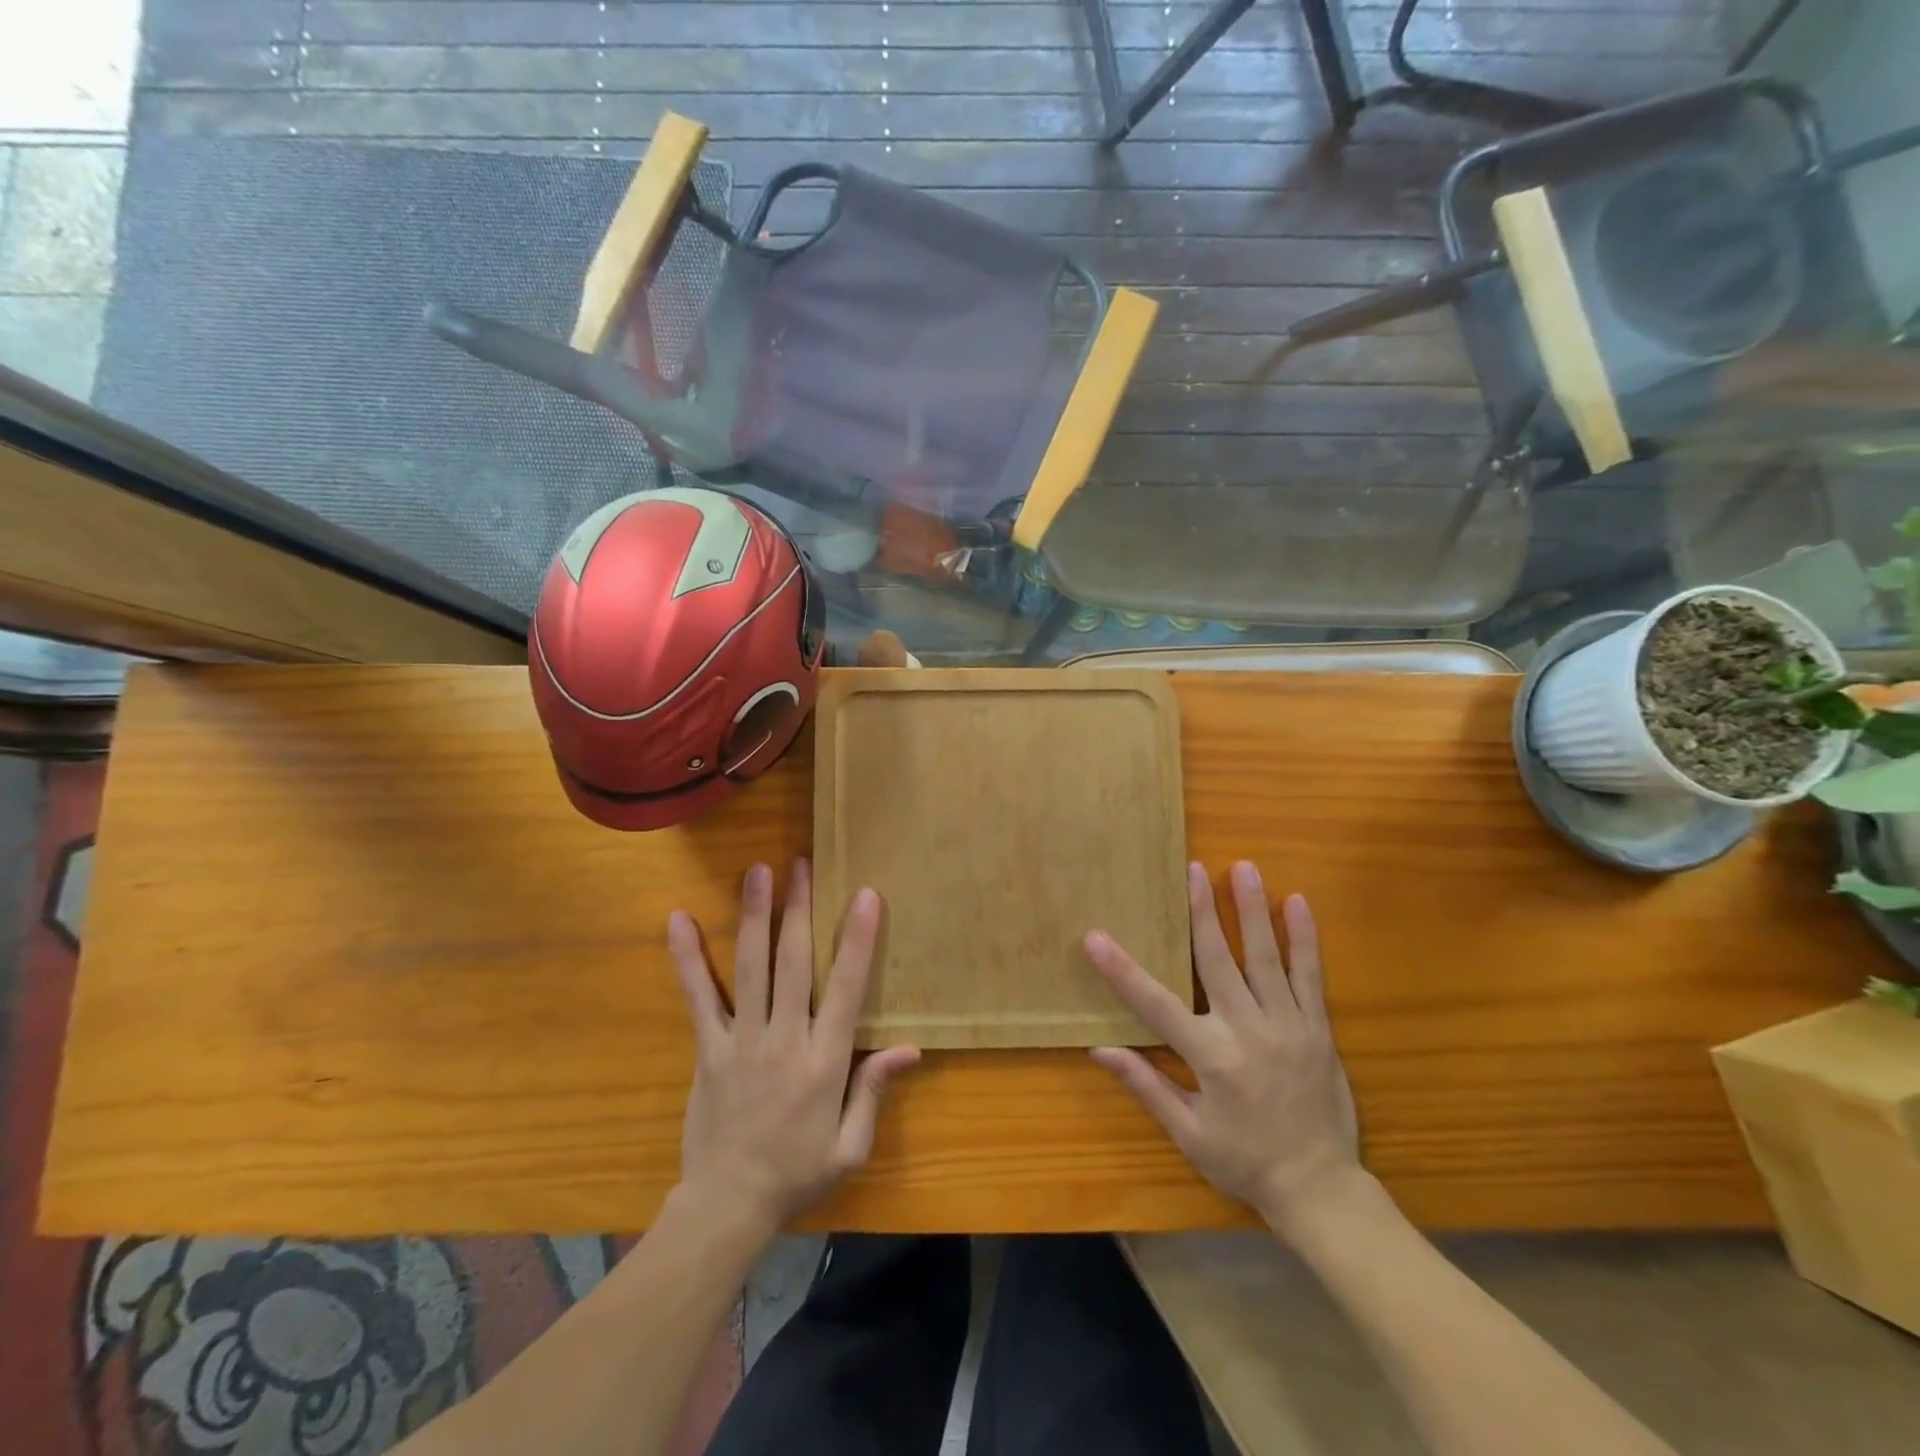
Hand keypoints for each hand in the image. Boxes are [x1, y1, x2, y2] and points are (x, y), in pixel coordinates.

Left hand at [667, 860, 918, 1230]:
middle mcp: (784, 1039)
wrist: (726, 1206)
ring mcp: (741, 1040)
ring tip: (757, 872)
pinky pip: (698, 996)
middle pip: (793, 962)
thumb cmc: (797, 1174)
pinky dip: (687, 957)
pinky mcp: (707, 1048)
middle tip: (801, 863)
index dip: (857, 940)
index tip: (864, 895)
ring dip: (754, 915)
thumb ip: (874, 1092)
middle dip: (799, 908)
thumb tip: (909, 1048)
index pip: (845, 988)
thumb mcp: (851, 1146)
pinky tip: (678, 920)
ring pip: (750, 966)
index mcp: (824, 1061)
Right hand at [1087, 861, 1359, 1234]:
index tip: (1095, 937)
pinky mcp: (1318, 1029)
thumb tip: (1099, 1049)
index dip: (1121, 969)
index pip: (1154, 1003)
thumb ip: (1145, 1084)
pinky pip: (1311, 976)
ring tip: (1244, 868)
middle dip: (1201, 911)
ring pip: (1266, 957)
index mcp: (1210, 1056)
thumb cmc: (1244, 1162)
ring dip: (1252, 910)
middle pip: (1217, 959)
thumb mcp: (1188, 1132)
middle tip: (1192, 869)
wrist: (1320, 1190)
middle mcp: (1247, 1030)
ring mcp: (1288, 1025)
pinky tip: (1298, 904)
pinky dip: (1304, 939)